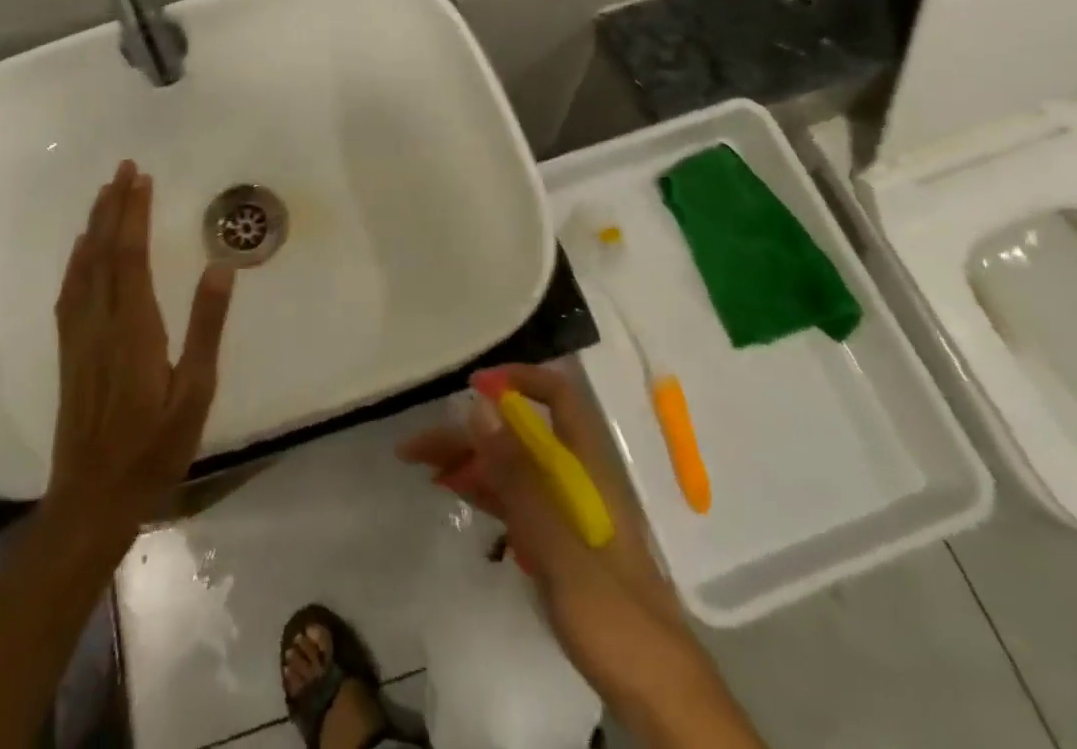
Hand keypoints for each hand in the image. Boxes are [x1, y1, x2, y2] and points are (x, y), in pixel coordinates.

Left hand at [50, 160, 236, 528]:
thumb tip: (221, 268)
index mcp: (134, 328)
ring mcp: (79, 337)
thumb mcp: (195, 392)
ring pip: (83, 268)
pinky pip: (69, 292)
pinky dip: (75, 261)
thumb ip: (207, 328)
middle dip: (113, 207)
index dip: (134, 214)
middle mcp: (101, 323)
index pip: (131, 256)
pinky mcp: (69, 352)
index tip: (142, 179)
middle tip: (123, 169)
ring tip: (104, 194)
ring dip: (94, 226)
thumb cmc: (155, 446)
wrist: (93, 498)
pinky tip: (80, 250)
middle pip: (103, 252)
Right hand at [397, 363, 679, 694]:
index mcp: (588, 465)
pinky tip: (455, 490)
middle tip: (418, 445)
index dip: (517, 380)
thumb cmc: (612, 614)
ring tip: (422, 464)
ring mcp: (568, 511)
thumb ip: (517, 474)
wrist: (658, 696)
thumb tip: (479, 405)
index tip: (471, 387)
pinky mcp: (560, 543)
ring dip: (470, 460)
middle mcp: (578, 477)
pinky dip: (485, 490)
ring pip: (514, 467)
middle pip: (522, 434)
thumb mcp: (557, 543)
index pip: (557, 396)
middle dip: (472, 430)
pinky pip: (516, 500)